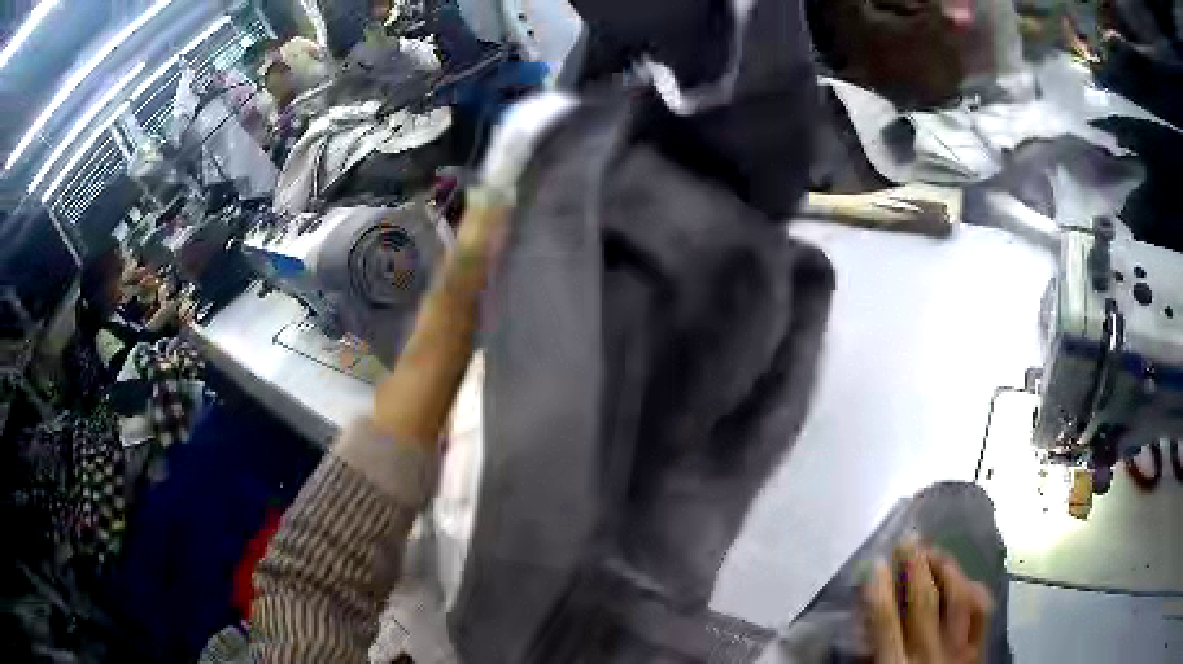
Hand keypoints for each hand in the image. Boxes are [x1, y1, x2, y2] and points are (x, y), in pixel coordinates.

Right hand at [863, 541, 992, 663]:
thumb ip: (868, 656)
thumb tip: (861, 623)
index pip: (884, 621)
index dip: (879, 589)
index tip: (875, 564)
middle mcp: (928, 654)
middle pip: (923, 601)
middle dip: (914, 566)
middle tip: (908, 541)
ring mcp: (958, 650)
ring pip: (956, 598)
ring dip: (946, 570)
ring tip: (935, 552)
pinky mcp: (978, 650)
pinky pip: (982, 613)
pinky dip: (975, 591)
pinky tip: (967, 581)